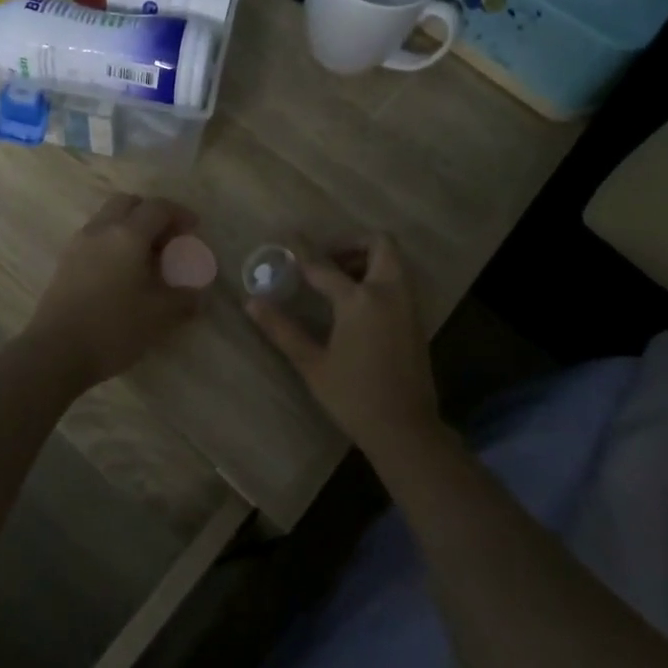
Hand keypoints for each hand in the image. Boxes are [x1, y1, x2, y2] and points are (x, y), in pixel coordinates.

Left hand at [24, 195, 204, 387]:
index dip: (179, 213)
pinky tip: (121, 273)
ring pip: (107, 219)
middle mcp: (101, 230)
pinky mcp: (65, 263)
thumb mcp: (159, 315)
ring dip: (129, 227)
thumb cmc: (113, 328)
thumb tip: (197, 291)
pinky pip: (94, 238)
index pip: (157, 208)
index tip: (193, 228)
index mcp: (127, 235)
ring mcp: (78, 245)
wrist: (55, 352)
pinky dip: (112, 243)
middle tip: (166, 238)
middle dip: (150, 213)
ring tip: (145, 258)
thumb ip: (184, 298)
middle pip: (127, 203)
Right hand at [246, 234, 441, 460]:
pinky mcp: (416, 318)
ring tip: (337, 279)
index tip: (289, 239)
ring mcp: (407, 304)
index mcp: (360, 300)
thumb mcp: (312, 363)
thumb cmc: (353, 397)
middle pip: (379, 244)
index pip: (324, 265)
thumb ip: (282, 329)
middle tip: (326, 259)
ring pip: (393, 260)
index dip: (302, 252)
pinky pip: (399, 281)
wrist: (405, 428)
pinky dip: (379, 276)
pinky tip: (355, 303)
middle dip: (351, 243)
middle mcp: (389, 292)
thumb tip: (251, 303)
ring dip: (367, 258)